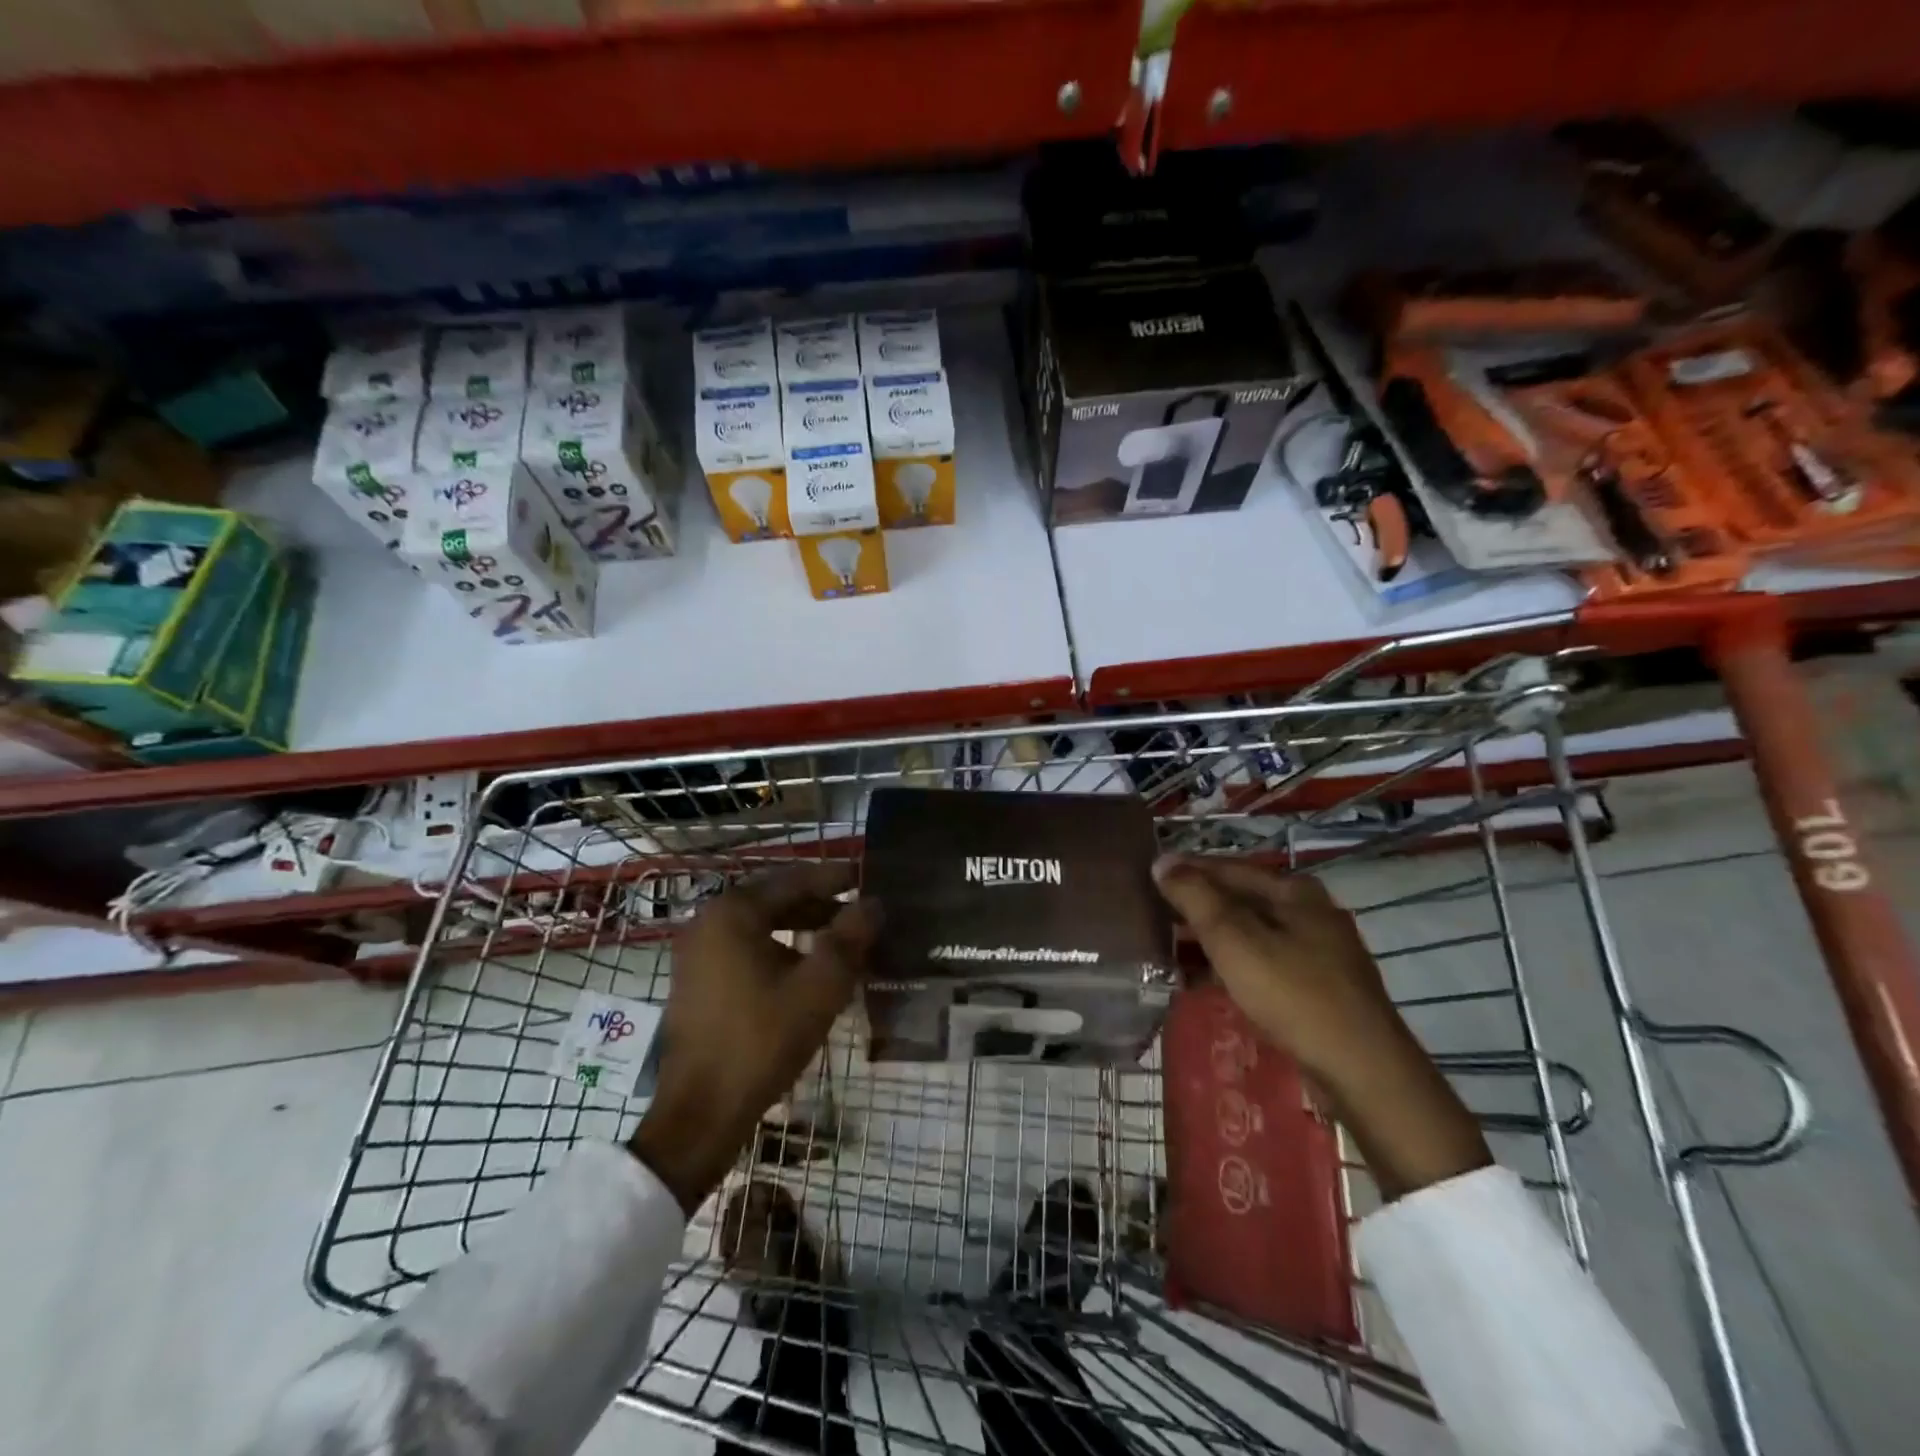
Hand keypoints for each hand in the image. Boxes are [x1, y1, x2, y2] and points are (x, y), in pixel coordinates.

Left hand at [628, 864, 878, 1212]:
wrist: (700, 1114)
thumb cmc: (762, 1042)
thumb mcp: (819, 988)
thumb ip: (849, 939)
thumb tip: (874, 903)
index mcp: (733, 913)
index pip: (794, 880)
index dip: (834, 878)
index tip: (866, 877)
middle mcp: (708, 921)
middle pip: (775, 899)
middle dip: (819, 904)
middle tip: (859, 913)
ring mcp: (697, 952)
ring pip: (760, 925)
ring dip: (801, 928)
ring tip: (840, 942)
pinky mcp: (696, 980)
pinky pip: (745, 947)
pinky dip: (778, 948)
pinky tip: (807, 971)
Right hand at [1153, 855, 1489, 1199]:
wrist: (1362, 1071)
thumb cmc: (1293, 994)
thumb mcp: (1234, 939)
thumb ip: (1195, 897)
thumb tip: (1162, 861)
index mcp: (1293, 890)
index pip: (1226, 867)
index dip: (1185, 871)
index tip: (1146, 878)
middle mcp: (1308, 912)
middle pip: (1238, 899)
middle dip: (1194, 908)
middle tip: (1150, 916)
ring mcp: (1316, 951)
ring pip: (1248, 934)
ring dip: (1208, 940)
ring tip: (1165, 951)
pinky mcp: (1316, 987)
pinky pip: (1261, 963)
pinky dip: (1229, 966)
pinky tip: (1200, 982)